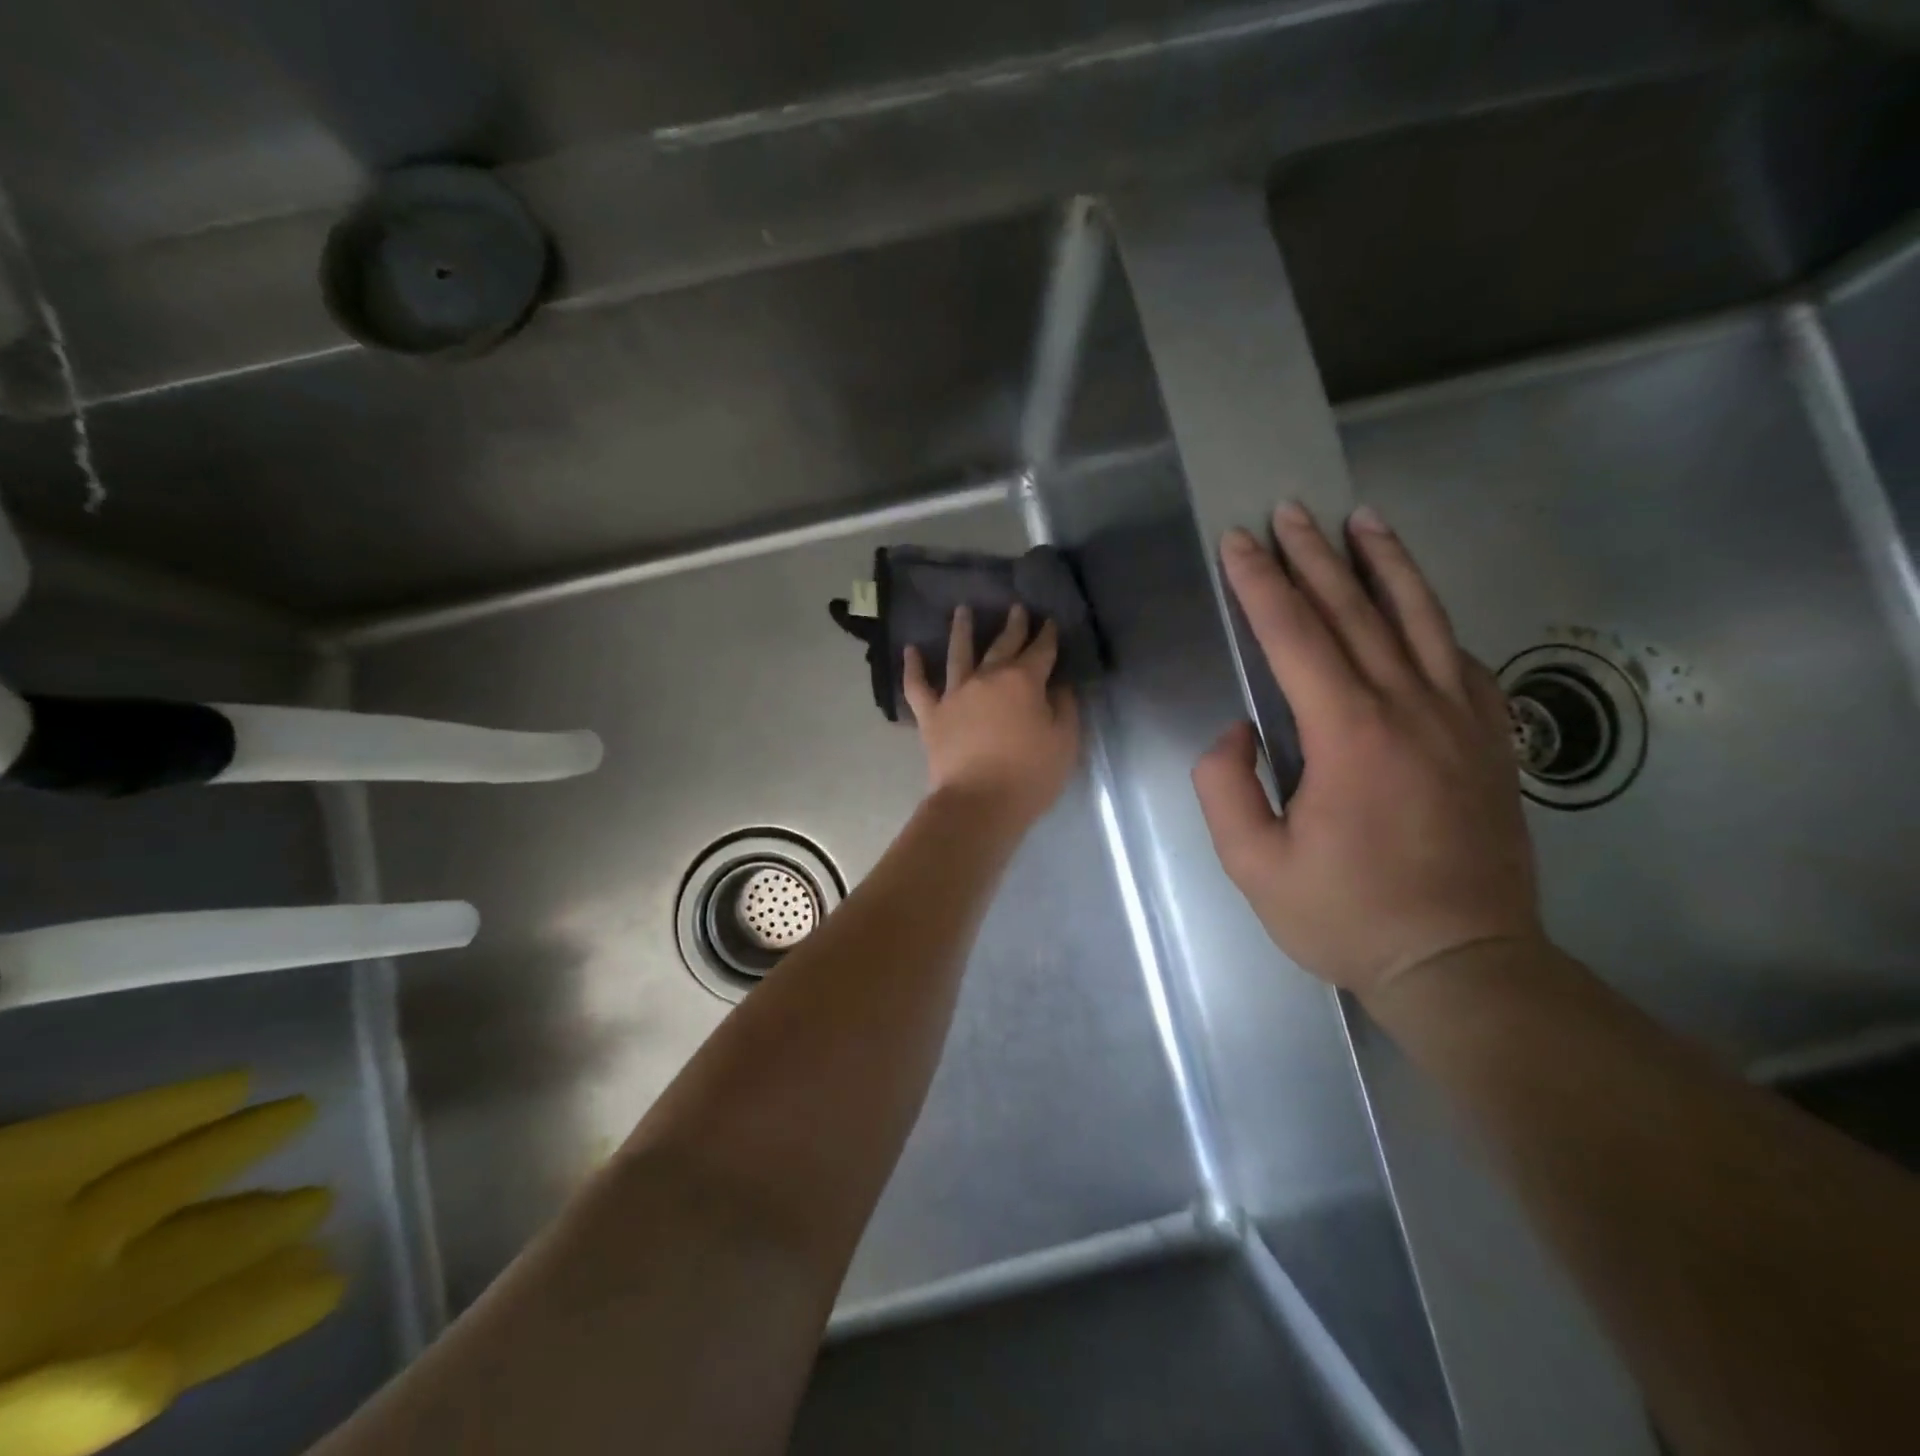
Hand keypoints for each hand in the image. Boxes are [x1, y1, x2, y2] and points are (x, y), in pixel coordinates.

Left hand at [903, 604, 1079, 825]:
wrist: (979, 803)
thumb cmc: (1030, 775)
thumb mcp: (1064, 743)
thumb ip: (1064, 708)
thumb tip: (1058, 686)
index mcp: (1023, 681)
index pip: (1041, 651)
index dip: (1047, 635)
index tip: (1049, 620)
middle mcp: (987, 678)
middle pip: (1002, 645)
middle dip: (1012, 626)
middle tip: (1015, 608)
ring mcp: (955, 694)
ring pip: (958, 654)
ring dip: (962, 630)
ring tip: (962, 610)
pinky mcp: (931, 715)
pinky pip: (917, 686)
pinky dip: (912, 667)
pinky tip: (910, 649)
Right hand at [1192, 502, 1542, 1002]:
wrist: (1463, 962)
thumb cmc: (1347, 916)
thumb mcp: (1253, 865)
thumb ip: (1225, 787)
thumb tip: (1240, 732)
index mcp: (1348, 734)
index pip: (1295, 636)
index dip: (1261, 584)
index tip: (1239, 542)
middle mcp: (1409, 708)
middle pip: (1356, 611)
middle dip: (1315, 556)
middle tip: (1289, 510)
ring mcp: (1461, 720)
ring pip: (1421, 620)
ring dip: (1387, 564)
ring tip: (1364, 519)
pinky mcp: (1491, 740)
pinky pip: (1460, 661)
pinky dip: (1433, 621)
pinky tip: (1417, 605)